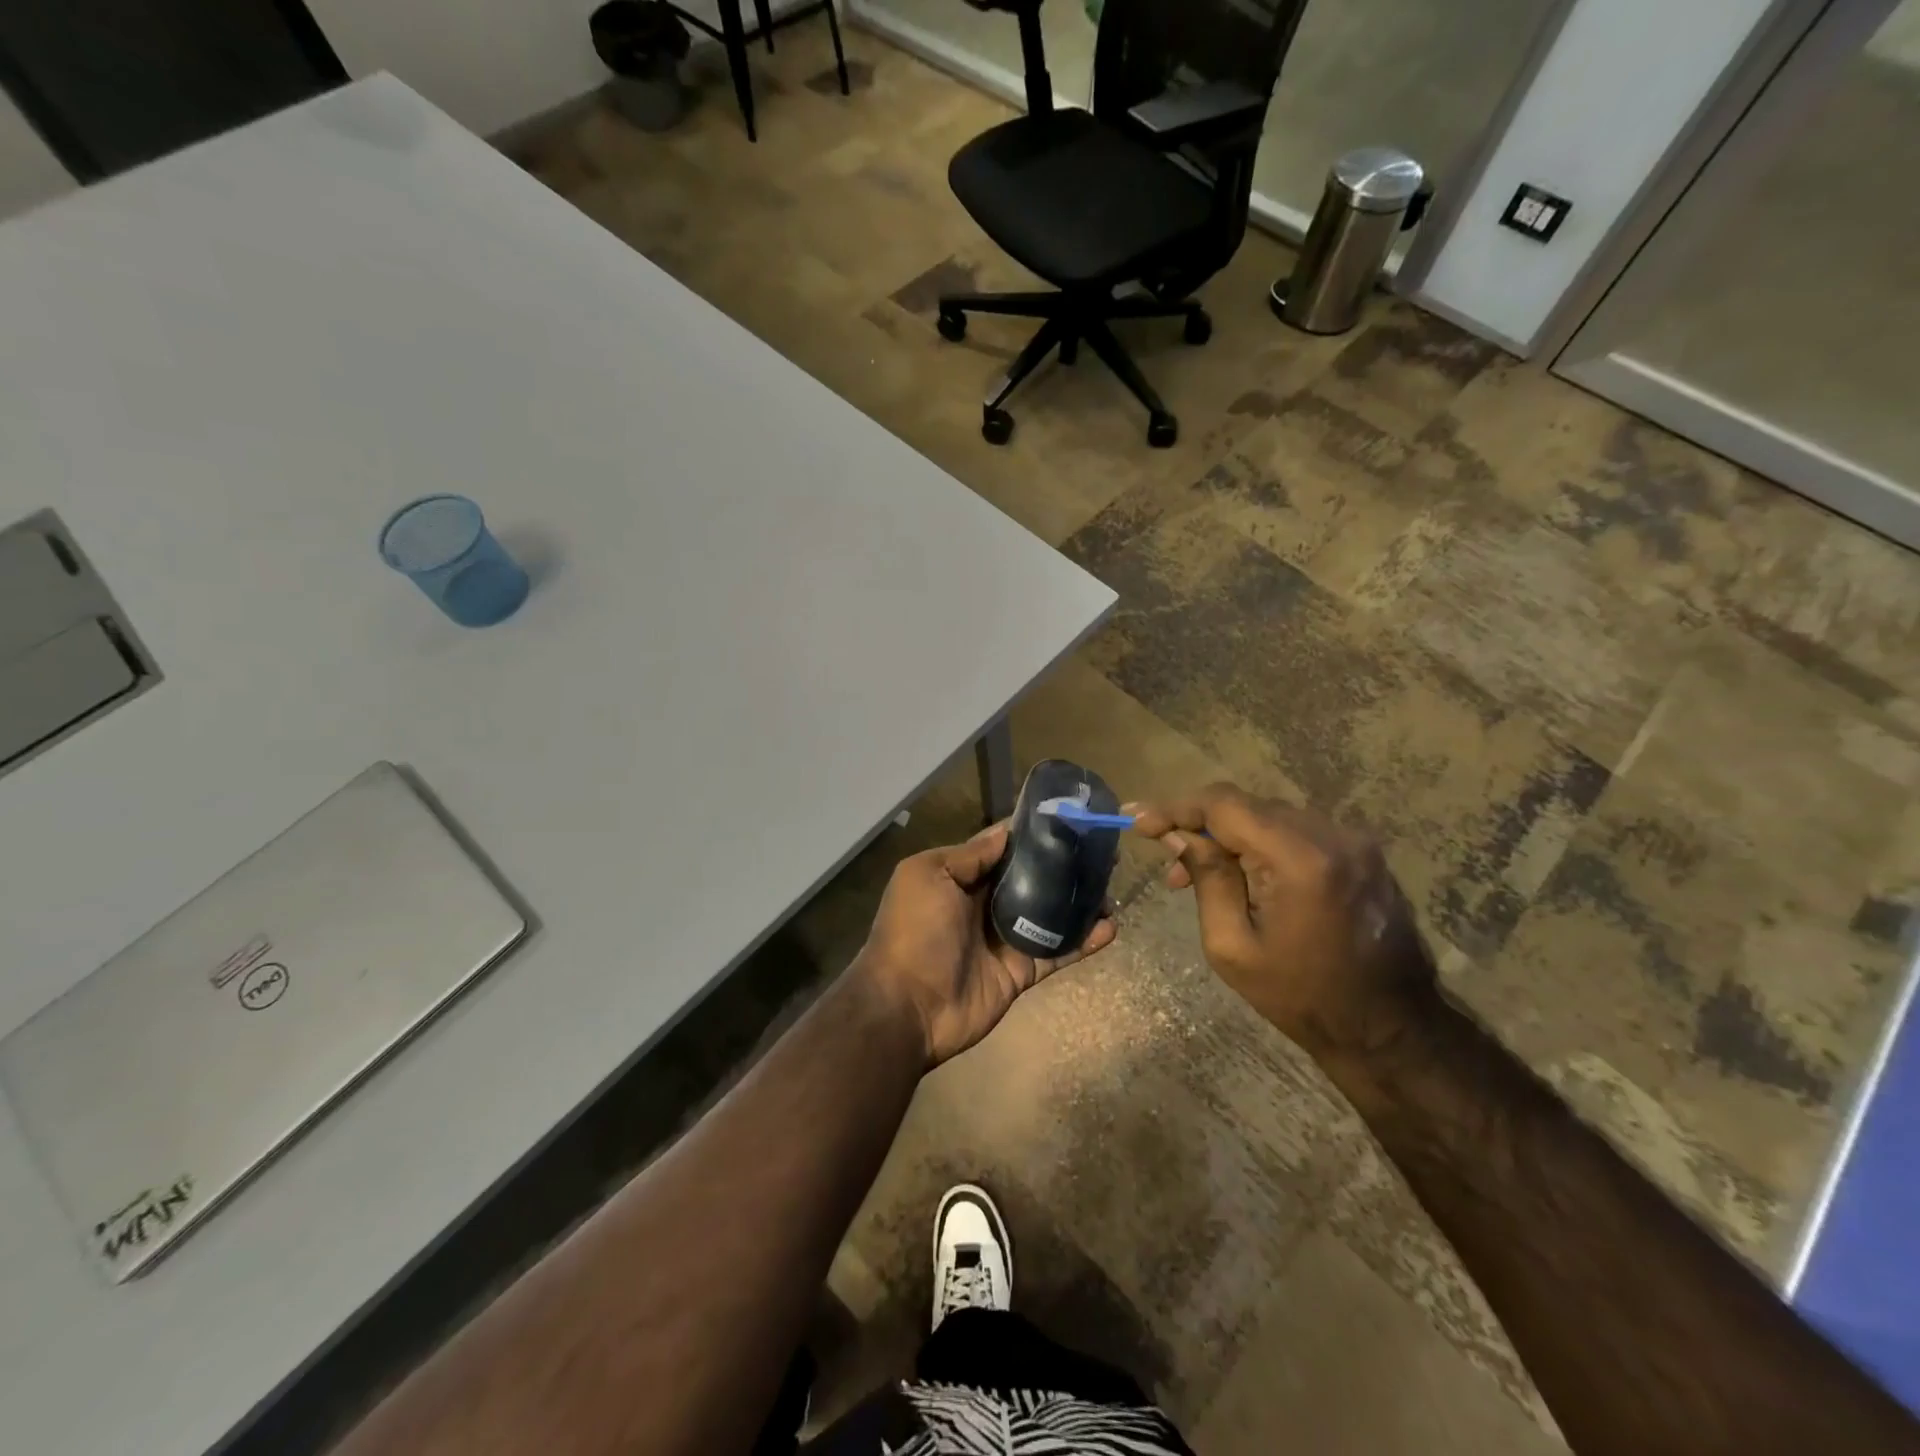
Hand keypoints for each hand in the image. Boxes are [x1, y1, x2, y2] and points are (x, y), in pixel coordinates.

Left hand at [856, 823, 1115, 1068]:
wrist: (907, 1007)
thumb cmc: (914, 930)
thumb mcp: (929, 876)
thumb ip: (969, 855)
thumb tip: (1007, 832)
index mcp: (960, 877)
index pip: (1002, 848)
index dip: (1031, 834)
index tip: (1066, 818)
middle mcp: (984, 904)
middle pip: (1031, 879)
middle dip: (1063, 865)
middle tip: (1101, 851)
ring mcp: (1005, 939)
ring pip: (1049, 914)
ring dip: (1078, 902)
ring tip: (1111, 887)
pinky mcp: (1021, 972)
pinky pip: (1057, 952)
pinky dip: (1083, 942)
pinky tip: (1110, 928)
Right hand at [1129, 785, 1435, 1061]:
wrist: (1389, 1029)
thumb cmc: (1301, 997)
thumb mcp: (1232, 946)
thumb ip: (1207, 878)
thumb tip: (1177, 834)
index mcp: (1299, 859)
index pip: (1224, 805)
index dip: (1176, 808)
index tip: (1137, 821)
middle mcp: (1332, 835)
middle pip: (1247, 806)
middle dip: (1200, 826)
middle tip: (1169, 864)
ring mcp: (1354, 841)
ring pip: (1270, 816)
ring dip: (1230, 836)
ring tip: (1200, 875)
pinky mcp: (1362, 852)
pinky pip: (1297, 831)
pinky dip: (1263, 843)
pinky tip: (1245, 874)